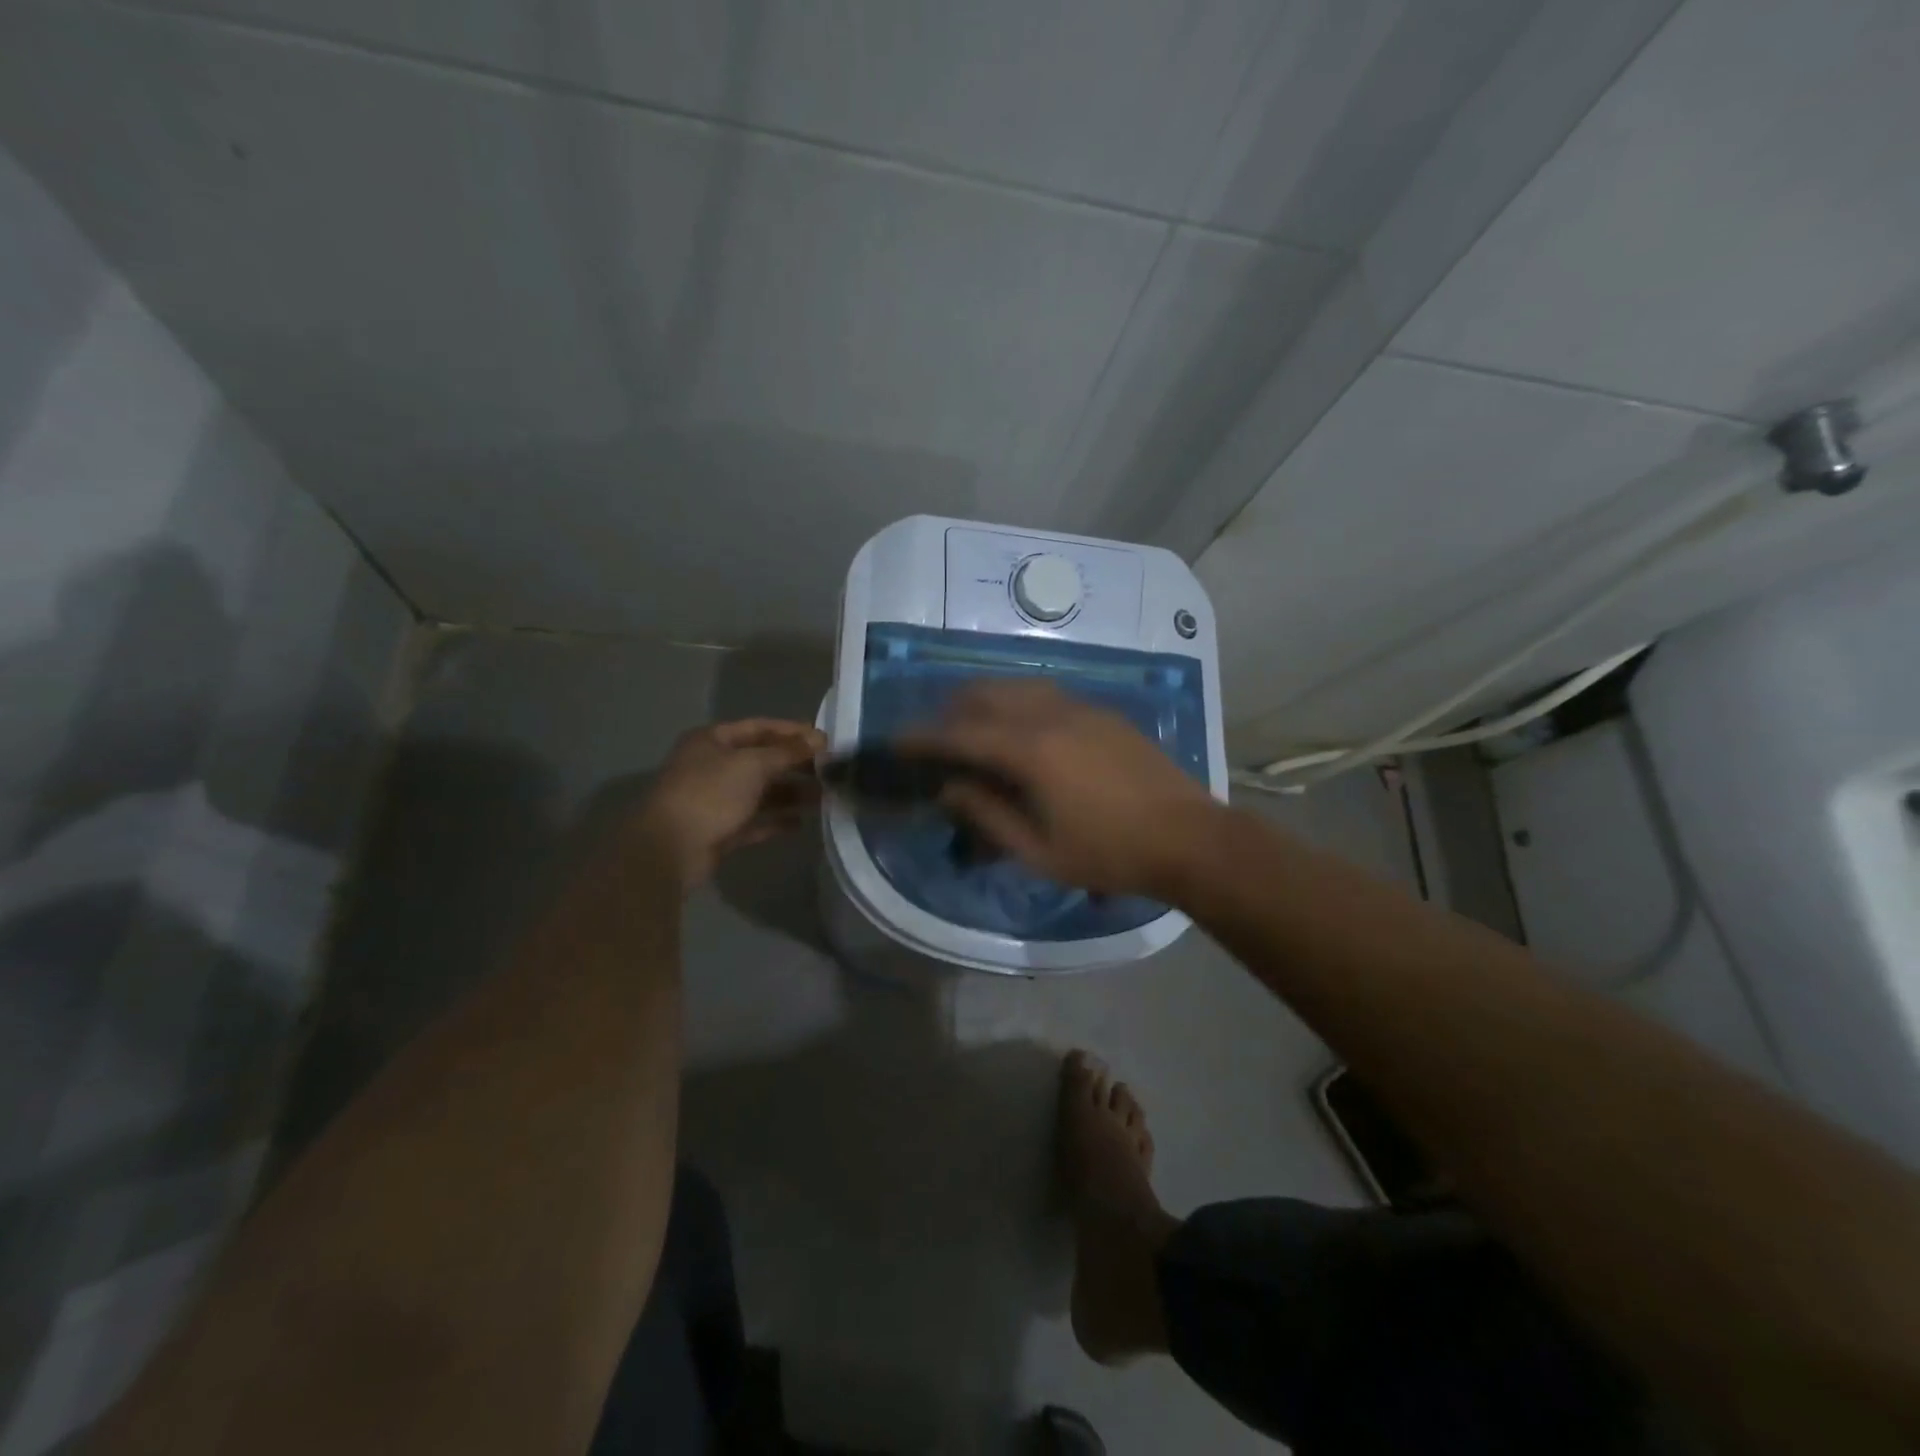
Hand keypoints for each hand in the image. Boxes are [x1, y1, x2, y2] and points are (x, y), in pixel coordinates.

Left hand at [636, 719, 826, 887]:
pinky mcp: (722, 830)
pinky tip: (801, 823)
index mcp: (713, 741)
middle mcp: (714, 766)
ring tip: (824, 797)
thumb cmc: (710, 794)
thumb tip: (818, 740)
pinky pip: (755, 820)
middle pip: (762, 760)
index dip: (792, 731)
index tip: (824, 740)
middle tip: (830, 770)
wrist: (670, 849)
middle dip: (796, 764)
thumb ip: (787, 752)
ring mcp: (717, 800)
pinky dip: (777, 820)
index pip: (759, 728)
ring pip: (761, 792)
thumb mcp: (752, 764)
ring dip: (791, 793)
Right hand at [902, 681, 1220, 897]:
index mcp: (1031, 751)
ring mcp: (1081, 708)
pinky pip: (1046, 694)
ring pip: (1017, 687)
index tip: (897, 743)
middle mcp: (1051, 715)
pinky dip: (1018, 703)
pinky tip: (1022, 729)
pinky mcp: (1104, 713)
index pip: (961, 734)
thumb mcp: (1039, 851)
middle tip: (935, 738)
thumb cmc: (1110, 855)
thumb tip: (949, 788)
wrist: (1190, 838)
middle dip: (950, 710)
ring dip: (985, 702)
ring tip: (973, 729)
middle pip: (985, 695)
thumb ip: (987, 816)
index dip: (924, 738)